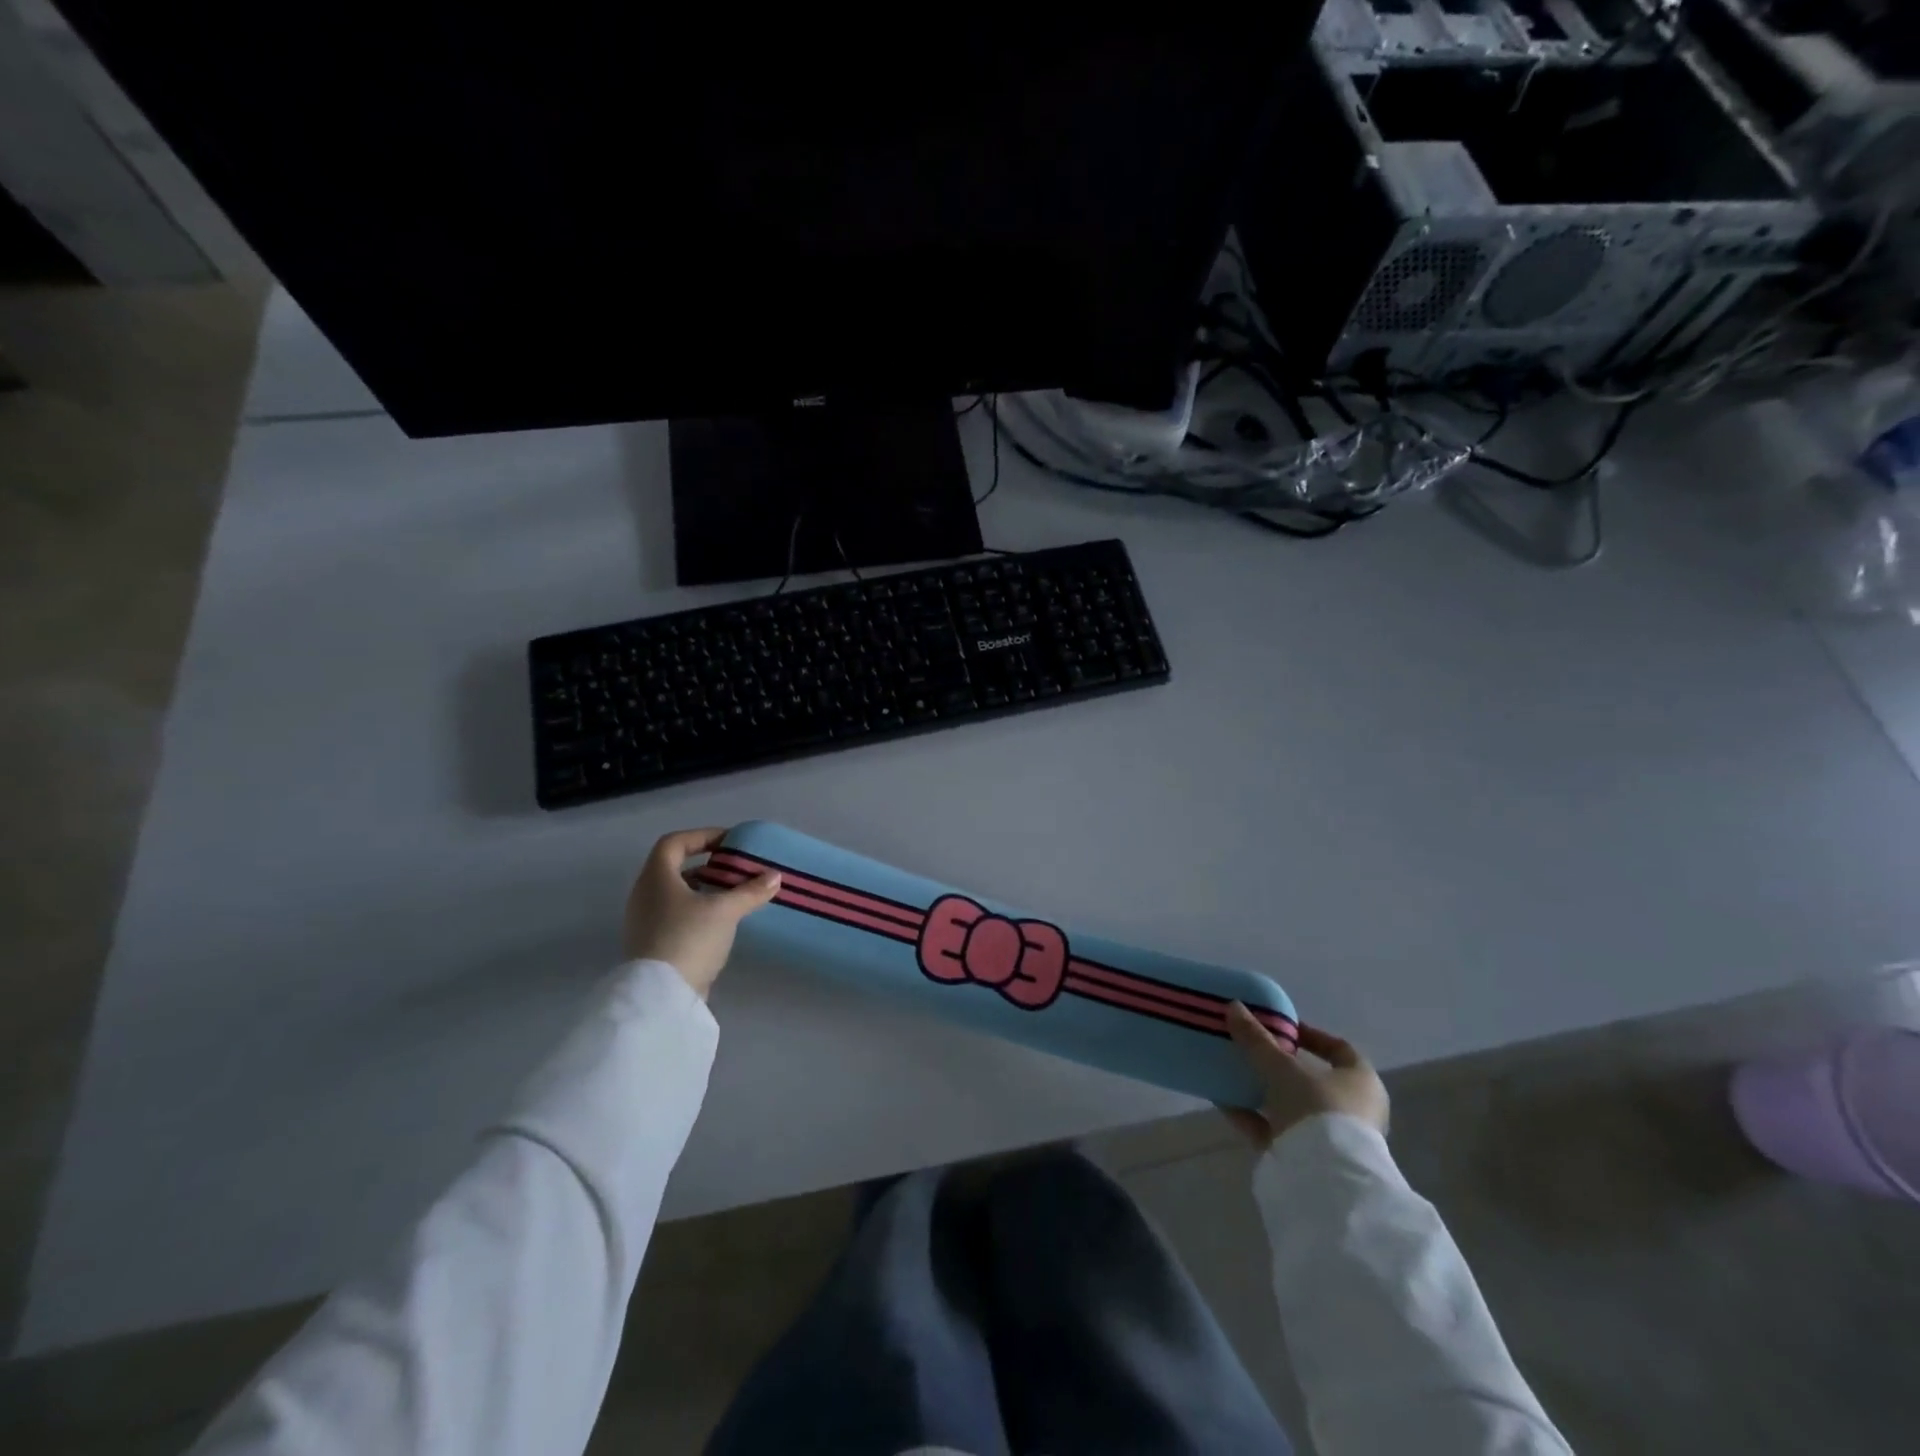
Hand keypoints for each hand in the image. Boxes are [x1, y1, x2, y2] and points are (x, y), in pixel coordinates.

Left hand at [623, 828, 780, 998]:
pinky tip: (721, 922)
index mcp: (656, 878)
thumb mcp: (725, 911)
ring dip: (704, 890)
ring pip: (676, 894)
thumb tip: (774, 876)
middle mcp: (644, 895)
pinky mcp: (651, 944)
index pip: (674, 843)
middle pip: (674, 868)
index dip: (702, 836)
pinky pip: (675, 915)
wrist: (660, 996)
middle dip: (707, 865)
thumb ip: (750, 891)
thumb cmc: (689, 939)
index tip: (729, 842)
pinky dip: (698, 911)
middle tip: (735, 869)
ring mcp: (644, 921)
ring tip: (733, 895)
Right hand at [1222, 1003, 1389, 1149]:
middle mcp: (1352, 1109)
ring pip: (1291, 1105)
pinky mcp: (1306, 1159)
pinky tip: (1222, 1101)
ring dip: (1262, 1090)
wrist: (1325, 1179)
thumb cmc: (1317, 1109)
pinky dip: (1251, 1115)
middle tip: (1251, 1049)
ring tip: (1231, 1072)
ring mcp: (1330, 1137)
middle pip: (1312, 1079)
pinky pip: (1274, 1129)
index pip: (1340, 1049)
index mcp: (1361, 1082)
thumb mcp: (1282, 1067)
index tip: (1281, 1027)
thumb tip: (1234, 1006)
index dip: (1311, 1035)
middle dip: (1279, 1064)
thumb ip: (1257, 1039)